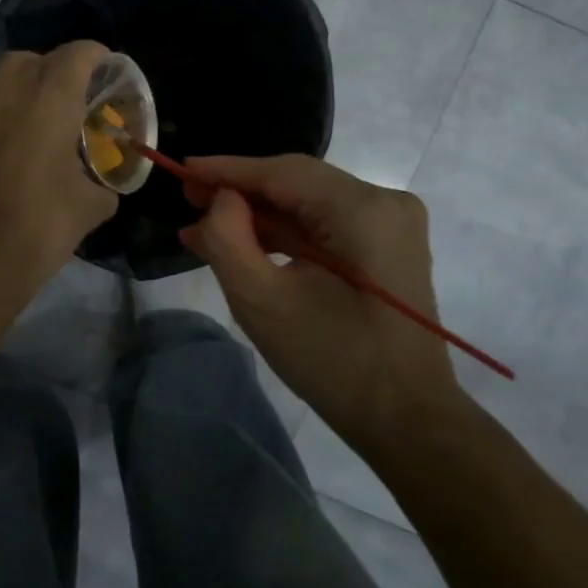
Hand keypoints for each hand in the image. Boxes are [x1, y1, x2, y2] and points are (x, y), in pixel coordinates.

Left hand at [0, 41, 118, 294]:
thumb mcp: (90, 208)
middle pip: (34, 59)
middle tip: (78, 103)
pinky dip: (9, 118)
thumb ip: (103, 186)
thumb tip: (103, 189)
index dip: (100, 60)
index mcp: (49, 96)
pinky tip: (24, 154)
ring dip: (30, 93)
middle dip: (58, 71)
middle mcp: (9, 92)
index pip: (79, 54)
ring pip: (6, 82)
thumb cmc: (38, 225)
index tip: (113, 80)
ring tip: (52, 129)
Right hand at [179, 155, 460, 447]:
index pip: (283, 173)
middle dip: (240, 192)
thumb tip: (221, 199)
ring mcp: (391, 223)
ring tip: (203, 226)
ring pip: (308, 202)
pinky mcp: (387, 245)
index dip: (227, 169)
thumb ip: (228, 239)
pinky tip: (244, 243)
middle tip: (187, 197)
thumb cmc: (333, 362)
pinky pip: (325, 224)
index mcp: (364, 211)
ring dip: (258, 215)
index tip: (181, 168)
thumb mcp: (262, 301)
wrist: (407, 420)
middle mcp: (385, 202)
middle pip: (297, 183)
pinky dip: (284, 233)